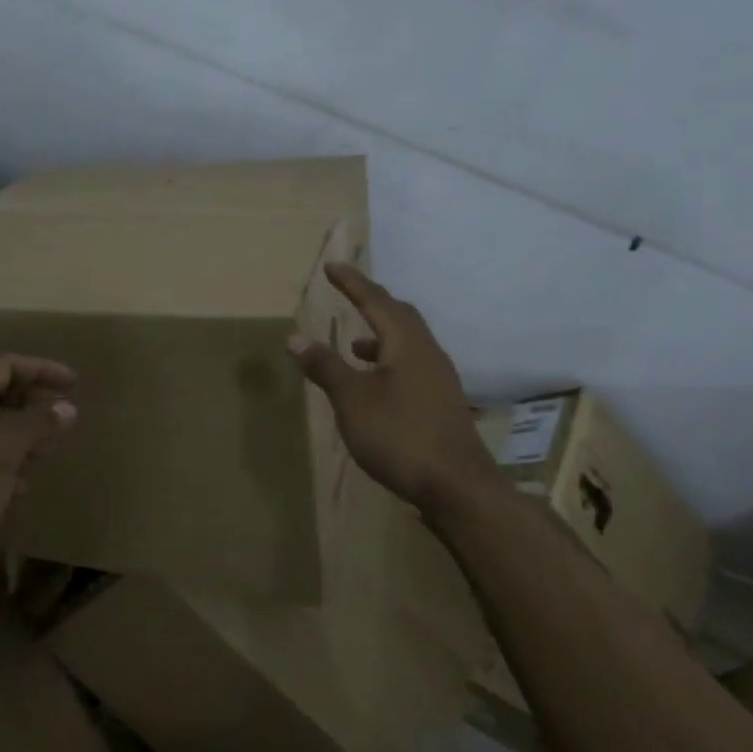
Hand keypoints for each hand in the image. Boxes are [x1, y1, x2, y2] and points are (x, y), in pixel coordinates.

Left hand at [0, 354, 78, 571]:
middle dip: (31, 408)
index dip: (41, 370)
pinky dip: (0, 471)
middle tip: (63, 426)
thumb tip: (66, 406)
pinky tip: (14, 495)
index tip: (75, 384)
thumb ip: (35, 425)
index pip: (4, 366)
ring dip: (18, 441)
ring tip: (44, 459)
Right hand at [289, 264, 495, 513]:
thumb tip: (295, 337)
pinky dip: (389, 361)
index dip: (352, 283)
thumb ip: (325, 366)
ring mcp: (440, 378)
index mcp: (406, 343)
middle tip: (349, 293)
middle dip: (372, 302)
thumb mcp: (352, 400)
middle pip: (400, 315)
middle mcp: (428, 352)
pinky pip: (412, 365)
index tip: (332, 266)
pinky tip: (376, 385)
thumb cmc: (399, 435)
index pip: (376, 301)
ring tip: (354, 344)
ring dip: (381, 334)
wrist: (457, 485)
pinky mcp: (442, 402)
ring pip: (408, 342)